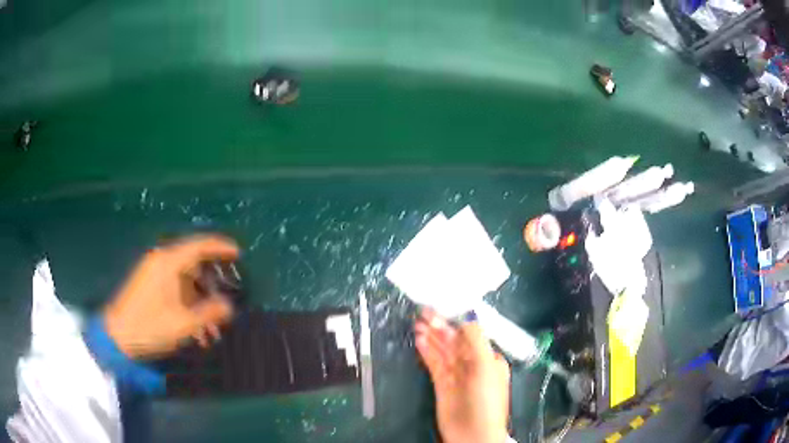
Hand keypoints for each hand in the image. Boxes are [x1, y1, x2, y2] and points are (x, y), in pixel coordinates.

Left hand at [103, 234, 239, 359]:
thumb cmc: (150, 327)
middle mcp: (162, 262)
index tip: (239, 253)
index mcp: (169, 263)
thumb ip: (209, 313)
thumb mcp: (183, 324)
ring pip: (186, 281)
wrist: (118, 337)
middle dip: (213, 285)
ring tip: (212, 330)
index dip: (220, 247)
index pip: (199, 245)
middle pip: (194, 264)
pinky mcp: (150, 286)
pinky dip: (189, 305)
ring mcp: (154, 273)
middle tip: (227, 300)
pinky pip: (176, 290)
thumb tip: (229, 306)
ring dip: (201, 302)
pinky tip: (196, 331)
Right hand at [415, 309, 510, 442]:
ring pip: (444, 351)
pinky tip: (419, 340)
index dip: (457, 321)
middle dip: (441, 327)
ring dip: (432, 337)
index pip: (472, 335)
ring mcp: (457, 375)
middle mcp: (474, 365)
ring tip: (418, 323)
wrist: (473, 434)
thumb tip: (466, 319)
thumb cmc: (485, 398)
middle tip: (424, 312)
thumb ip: (476, 341)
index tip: (443, 309)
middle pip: (455, 342)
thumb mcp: (486, 366)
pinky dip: (427, 352)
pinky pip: (435, 364)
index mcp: (490, 359)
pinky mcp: (442, 385)